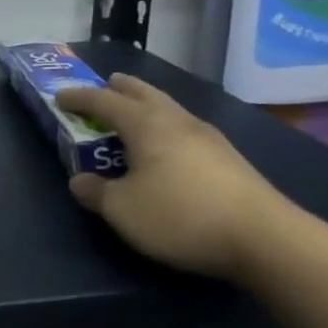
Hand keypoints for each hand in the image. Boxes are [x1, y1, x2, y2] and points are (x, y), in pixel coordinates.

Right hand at [56, 74, 286, 282]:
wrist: (267, 241)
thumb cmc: (182, 215)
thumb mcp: (123, 210)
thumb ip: (96, 192)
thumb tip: (80, 181)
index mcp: (146, 124)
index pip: (104, 101)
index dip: (79, 97)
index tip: (60, 96)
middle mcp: (177, 121)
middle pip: (144, 93)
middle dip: (120, 88)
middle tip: (105, 86)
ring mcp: (209, 138)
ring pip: (169, 109)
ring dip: (147, 107)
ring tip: (134, 117)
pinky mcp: (230, 160)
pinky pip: (186, 130)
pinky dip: (167, 129)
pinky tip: (169, 149)